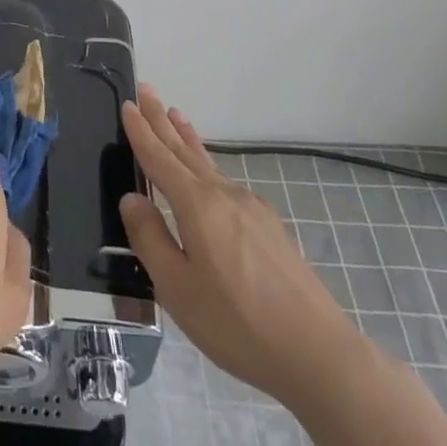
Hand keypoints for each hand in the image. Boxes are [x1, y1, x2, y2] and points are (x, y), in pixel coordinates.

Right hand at [119, 86, 364, 402]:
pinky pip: (225, 180)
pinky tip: (207, 172)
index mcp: (198, 206)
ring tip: (174, 114)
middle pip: (185, 151)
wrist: (319, 354)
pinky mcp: (269, 227)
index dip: (141, 132)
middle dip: (161, 121)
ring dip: (186, 138)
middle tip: (146, 91)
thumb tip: (132, 198)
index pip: (160, 159)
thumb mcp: (177, 289)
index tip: (127, 104)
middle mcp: (224, 196)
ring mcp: (251, 209)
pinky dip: (206, 162)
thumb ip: (150, 239)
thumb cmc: (237, 324)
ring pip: (208, 163)